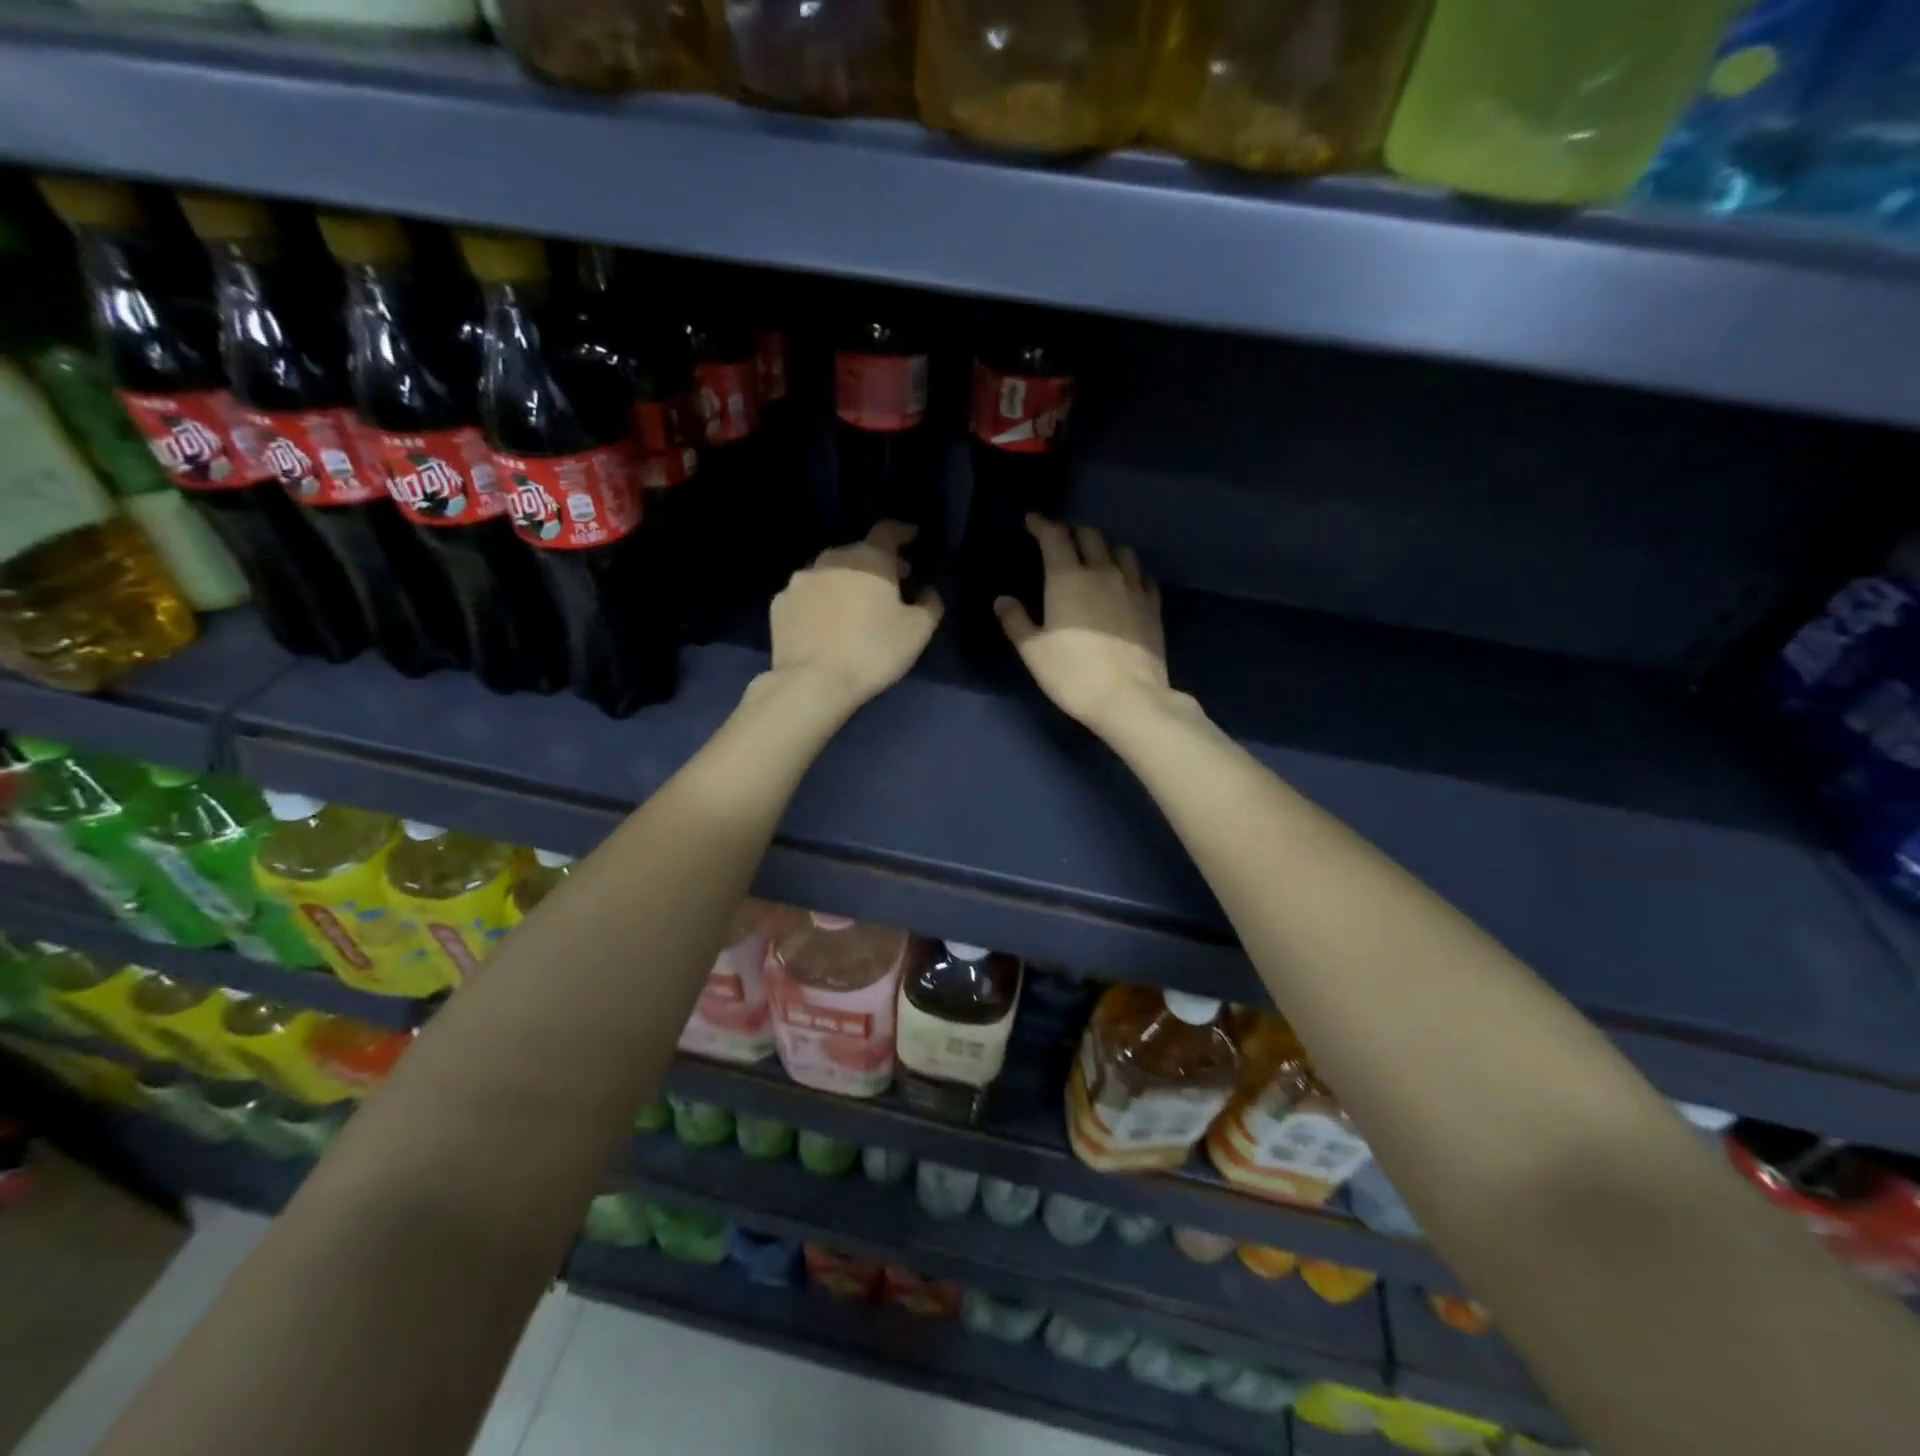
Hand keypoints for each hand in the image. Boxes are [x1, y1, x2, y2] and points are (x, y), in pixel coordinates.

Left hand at [770, 521, 941, 710]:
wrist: (812, 683)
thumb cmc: (873, 652)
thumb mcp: (918, 631)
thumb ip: (930, 604)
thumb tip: (927, 590)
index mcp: (869, 559)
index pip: (888, 531)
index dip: (903, 532)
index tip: (913, 537)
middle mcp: (831, 559)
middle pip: (858, 552)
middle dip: (877, 564)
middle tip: (891, 584)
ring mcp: (800, 580)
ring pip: (829, 573)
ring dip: (845, 582)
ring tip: (855, 606)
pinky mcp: (779, 605)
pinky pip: (807, 596)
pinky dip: (819, 602)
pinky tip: (825, 624)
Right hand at [996, 516, 1171, 732]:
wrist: (1129, 698)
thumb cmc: (1073, 674)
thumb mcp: (1033, 652)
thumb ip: (1016, 621)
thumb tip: (1002, 600)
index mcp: (1068, 578)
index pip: (1054, 536)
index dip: (1041, 524)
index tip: (1031, 521)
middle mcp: (1103, 572)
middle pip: (1090, 535)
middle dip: (1072, 532)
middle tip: (1060, 541)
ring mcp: (1132, 587)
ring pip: (1120, 550)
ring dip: (1104, 547)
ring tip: (1095, 558)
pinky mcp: (1152, 606)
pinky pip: (1142, 575)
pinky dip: (1129, 571)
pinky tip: (1125, 582)